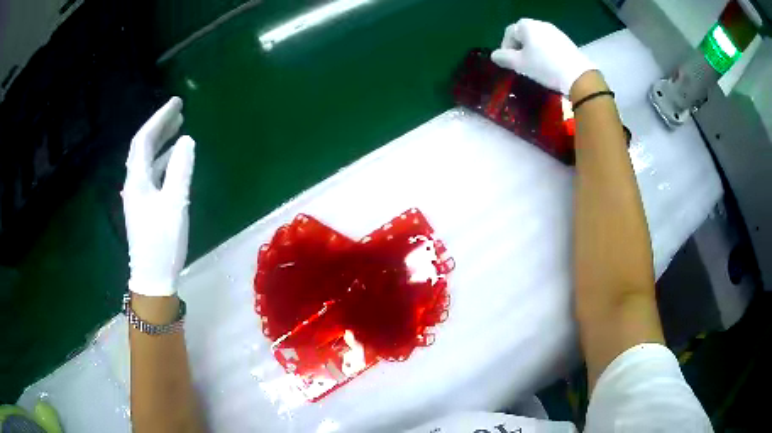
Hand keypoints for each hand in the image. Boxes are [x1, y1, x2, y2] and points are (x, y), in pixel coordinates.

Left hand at [122, 97, 194, 296]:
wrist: (153, 278)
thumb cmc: (162, 242)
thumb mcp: (175, 204)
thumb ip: (180, 170)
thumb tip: (187, 140)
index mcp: (137, 180)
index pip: (144, 140)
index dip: (159, 119)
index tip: (176, 102)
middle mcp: (134, 183)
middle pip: (143, 147)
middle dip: (160, 126)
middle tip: (178, 110)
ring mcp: (139, 196)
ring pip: (148, 160)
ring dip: (162, 142)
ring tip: (179, 128)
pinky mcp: (145, 206)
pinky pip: (153, 174)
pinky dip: (164, 161)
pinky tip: (175, 159)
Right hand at [491, 18, 595, 94]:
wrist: (577, 75)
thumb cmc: (544, 66)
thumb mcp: (520, 64)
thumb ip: (504, 58)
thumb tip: (494, 55)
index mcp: (526, 25)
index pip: (509, 33)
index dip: (506, 48)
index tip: (509, 63)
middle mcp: (540, 24)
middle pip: (524, 35)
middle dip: (520, 49)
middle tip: (521, 65)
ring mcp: (556, 32)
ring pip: (538, 40)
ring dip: (533, 51)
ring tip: (536, 67)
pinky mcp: (567, 42)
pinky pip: (550, 45)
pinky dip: (546, 53)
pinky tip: (550, 66)